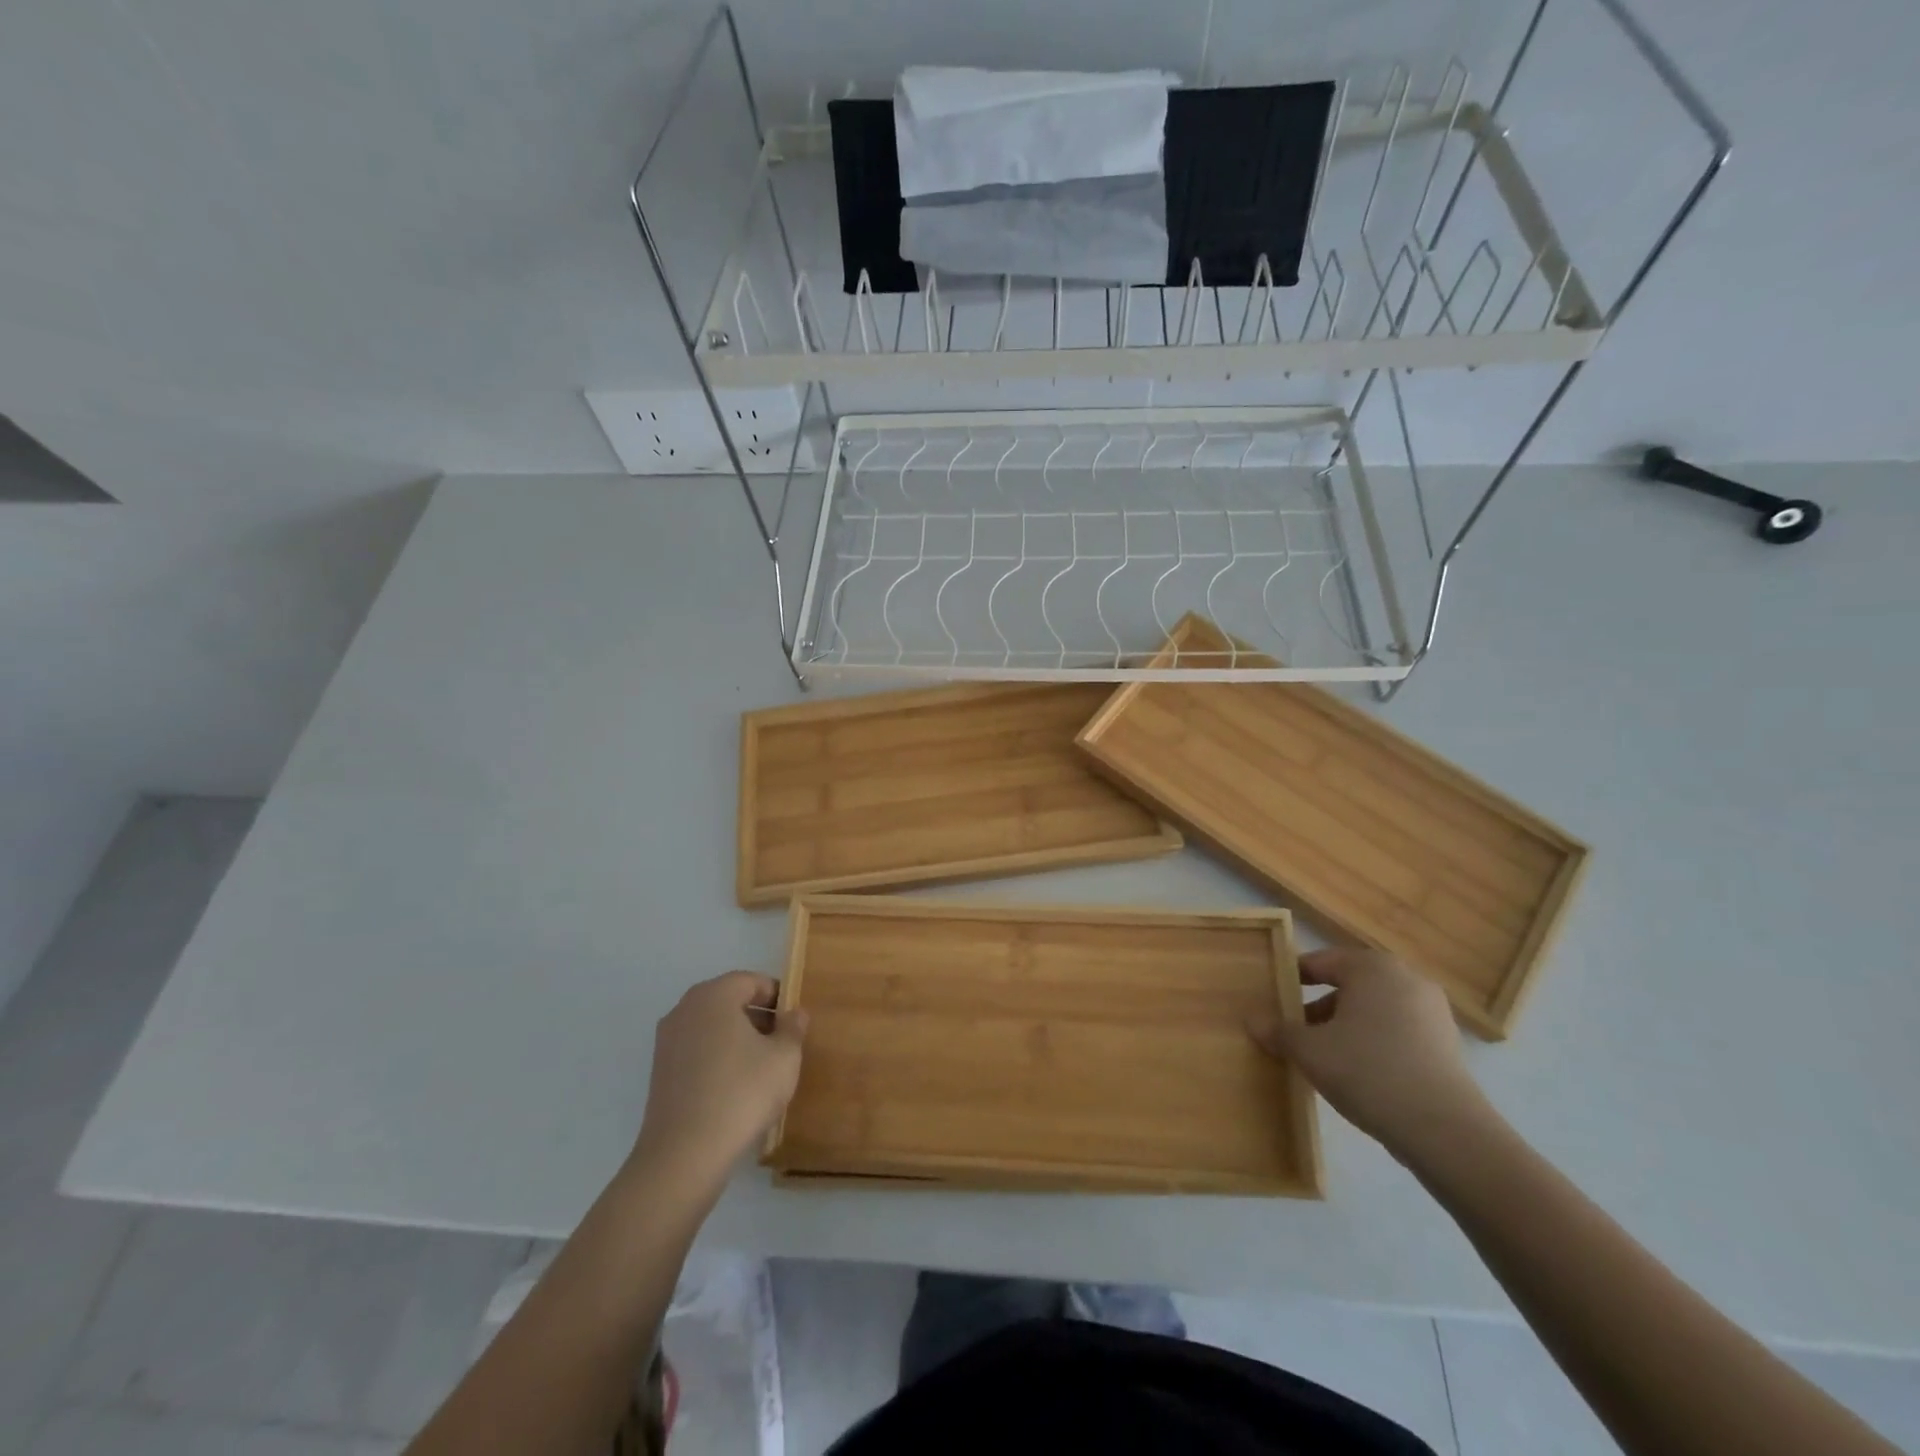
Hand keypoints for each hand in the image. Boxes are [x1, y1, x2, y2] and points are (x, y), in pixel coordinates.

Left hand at [632, 972, 807, 1189]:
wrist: (684, 1154)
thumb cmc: (741, 1093)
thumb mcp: (784, 1058)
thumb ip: (793, 1028)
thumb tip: (793, 1013)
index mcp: (714, 995)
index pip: (750, 981)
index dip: (777, 996)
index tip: (793, 1021)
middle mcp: (684, 1009)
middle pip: (728, 1000)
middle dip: (757, 1016)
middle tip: (782, 1043)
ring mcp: (667, 1041)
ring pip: (711, 1026)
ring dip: (737, 1038)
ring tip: (761, 1067)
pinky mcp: (659, 1072)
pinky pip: (697, 1050)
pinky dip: (717, 1057)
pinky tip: (735, 1086)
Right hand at [1249, 948, 1494, 1159]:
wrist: (1446, 1131)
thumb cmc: (1368, 1071)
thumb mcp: (1309, 1051)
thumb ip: (1278, 1031)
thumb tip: (1252, 1020)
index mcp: (1371, 967)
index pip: (1319, 962)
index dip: (1291, 979)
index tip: (1273, 999)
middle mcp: (1405, 978)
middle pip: (1348, 984)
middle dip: (1318, 1006)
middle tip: (1293, 1031)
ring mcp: (1432, 1011)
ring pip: (1373, 1009)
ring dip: (1345, 1026)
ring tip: (1322, 1056)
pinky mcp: (1446, 1043)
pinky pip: (1396, 1030)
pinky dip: (1373, 1042)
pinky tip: (1358, 1073)